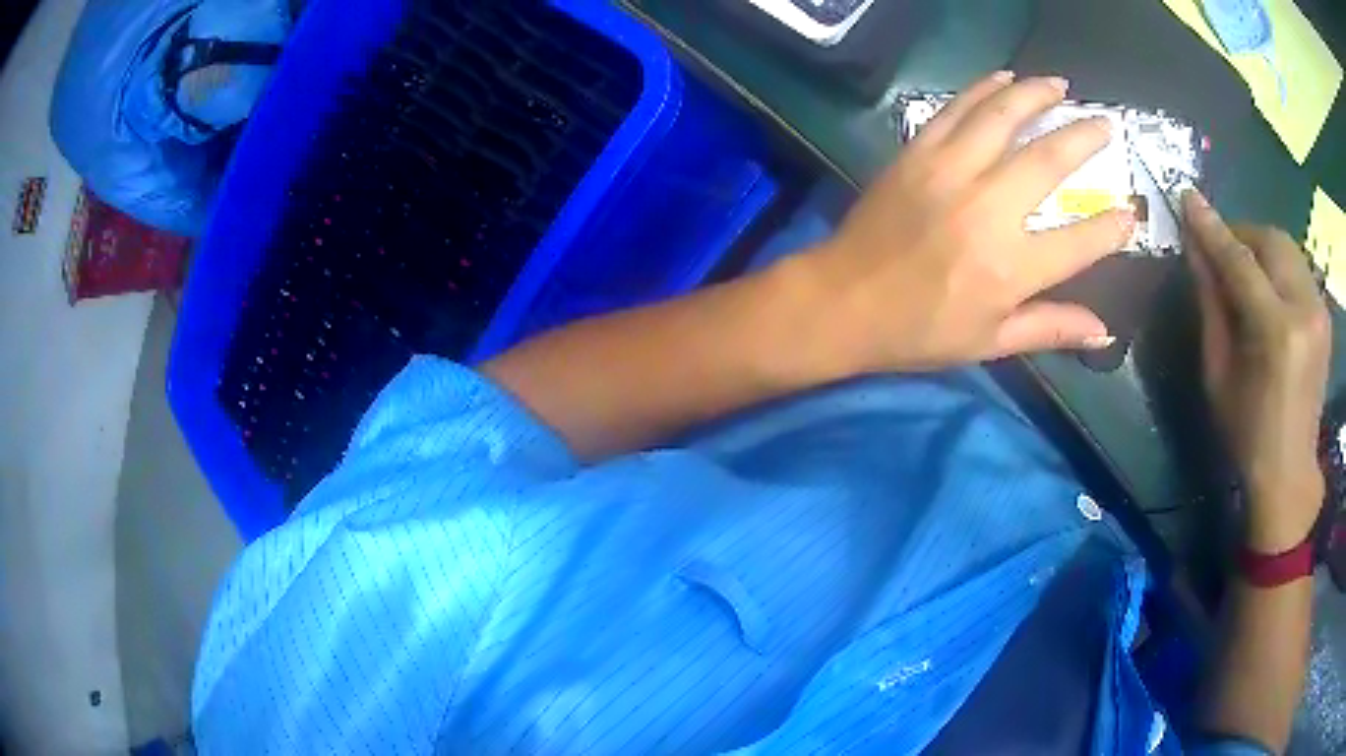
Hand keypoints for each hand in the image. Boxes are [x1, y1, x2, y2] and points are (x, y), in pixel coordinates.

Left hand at [799, 72, 1135, 372]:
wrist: (843, 301)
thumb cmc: (919, 331)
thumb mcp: (991, 342)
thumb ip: (1051, 329)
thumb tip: (1104, 332)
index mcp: (1011, 268)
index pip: (1081, 241)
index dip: (1112, 228)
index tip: (1131, 214)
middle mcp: (988, 210)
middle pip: (1049, 160)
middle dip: (1085, 138)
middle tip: (1106, 124)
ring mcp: (950, 173)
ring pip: (1002, 117)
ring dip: (1035, 95)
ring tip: (1060, 85)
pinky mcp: (917, 154)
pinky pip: (956, 109)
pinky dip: (984, 90)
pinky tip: (1003, 79)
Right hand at [1184, 191, 1330, 552]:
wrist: (1289, 471)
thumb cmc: (1246, 433)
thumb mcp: (1218, 373)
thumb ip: (1211, 303)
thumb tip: (1195, 247)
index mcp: (1277, 333)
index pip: (1240, 260)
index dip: (1212, 227)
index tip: (1187, 197)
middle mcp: (1304, 310)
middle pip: (1270, 240)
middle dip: (1241, 234)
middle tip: (1220, 249)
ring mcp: (1319, 310)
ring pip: (1286, 246)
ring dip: (1260, 246)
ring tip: (1243, 268)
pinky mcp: (1324, 313)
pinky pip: (1297, 265)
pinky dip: (1277, 264)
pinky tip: (1267, 287)